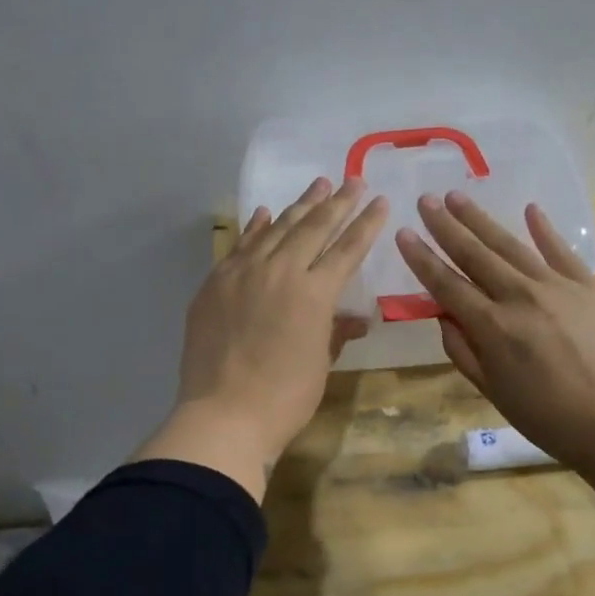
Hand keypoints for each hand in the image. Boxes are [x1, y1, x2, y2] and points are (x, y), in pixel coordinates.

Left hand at [135, 176, 387, 499]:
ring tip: (318, 185)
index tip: (379, 201)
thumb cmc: (284, 398)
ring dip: (299, 206)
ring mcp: (242, 273)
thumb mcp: (321, 364)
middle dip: (337, 203)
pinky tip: (265, 213)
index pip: (347, 249)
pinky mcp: (215, 283)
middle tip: (352, 181)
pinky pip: (240, 245)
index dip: (366, 224)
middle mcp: (280, 271)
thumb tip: (352, 318)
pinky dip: (255, 227)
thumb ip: (334, 332)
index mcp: (314, 293)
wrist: (223, 415)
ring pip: (276, 229)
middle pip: (314, 228)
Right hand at [395, 191, 594, 477]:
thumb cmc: (548, 418)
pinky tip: (530, 208)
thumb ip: (463, 350)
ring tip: (458, 197)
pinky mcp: (588, 285)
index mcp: (491, 327)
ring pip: (510, 245)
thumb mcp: (492, 391)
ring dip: (481, 219)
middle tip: (426, 200)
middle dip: (446, 226)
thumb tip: (443, 315)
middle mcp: (519, 296)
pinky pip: (562, 250)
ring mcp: (556, 286)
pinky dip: (544, 229)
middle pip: (474, 254)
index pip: (446, 284)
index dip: (421, 258)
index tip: (403, 233)